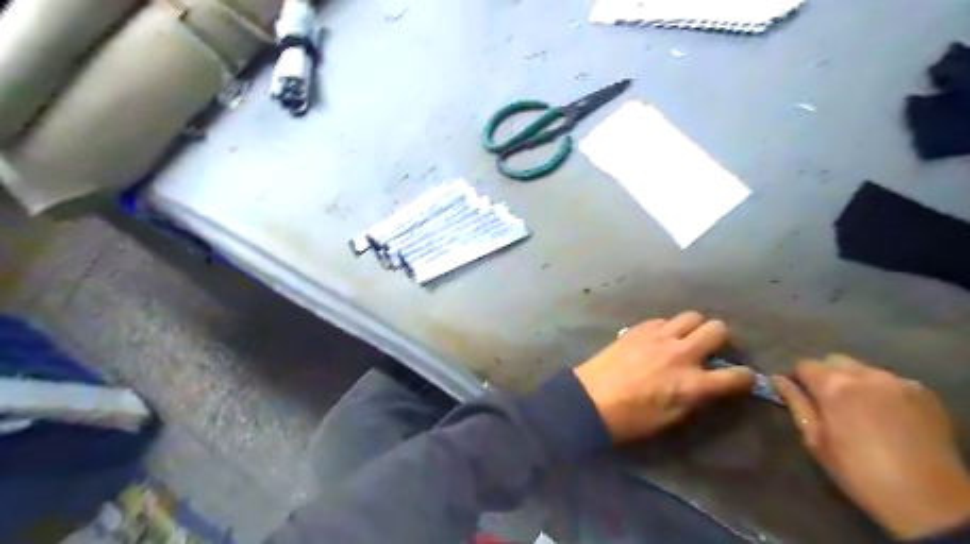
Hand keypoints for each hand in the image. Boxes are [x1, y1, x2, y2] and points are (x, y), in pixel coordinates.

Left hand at [574, 312, 757, 442]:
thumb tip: (708, 385)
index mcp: (693, 383)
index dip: (745, 377)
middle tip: (710, 349)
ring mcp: (659, 336)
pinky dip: (666, 328)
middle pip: (718, 329)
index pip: (737, 376)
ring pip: (692, 316)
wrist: (590, 399)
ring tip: (684, 339)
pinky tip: (657, 339)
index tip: (741, 377)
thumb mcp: (671, 418)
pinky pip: (663, 320)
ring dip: (694, 327)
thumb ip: (695, 398)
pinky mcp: (639, 328)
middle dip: (721, 339)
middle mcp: (681, 353)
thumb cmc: (631, 419)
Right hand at [779, 356, 969, 536]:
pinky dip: (882, 391)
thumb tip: (777, 379)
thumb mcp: (815, 440)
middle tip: (828, 403)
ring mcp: (898, 381)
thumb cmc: (858, 472)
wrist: (929, 501)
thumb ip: (796, 404)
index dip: (798, 379)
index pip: (803, 364)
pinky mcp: (924, 393)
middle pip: (833, 361)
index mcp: (833, 386)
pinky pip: (891, 382)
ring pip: (863, 369)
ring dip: (854, 382)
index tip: (800, 396)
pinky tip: (887, 416)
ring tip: (859, 410)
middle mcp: (865, 374)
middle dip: (826, 376)